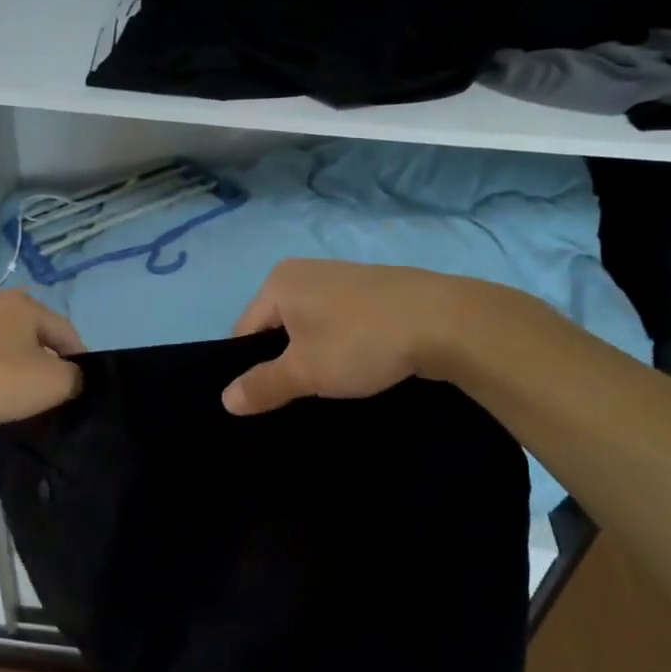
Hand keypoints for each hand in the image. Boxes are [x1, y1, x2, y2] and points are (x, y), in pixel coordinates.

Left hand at [0, 292, 85, 428]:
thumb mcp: (54, 382)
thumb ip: (75, 376)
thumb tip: (72, 376)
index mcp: (24, 304)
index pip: (64, 330)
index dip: (79, 358)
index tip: (81, 384)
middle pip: (32, 335)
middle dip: (45, 359)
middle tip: (51, 389)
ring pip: (3, 345)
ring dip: (15, 365)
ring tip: (18, 394)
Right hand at [221, 260, 487, 414]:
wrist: (445, 321)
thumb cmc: (361, 341)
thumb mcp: (305, 371)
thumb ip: (262, 385)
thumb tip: (225, 400)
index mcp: (279, 282)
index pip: (244, 332)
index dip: (250, 370)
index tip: (267, 400)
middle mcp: (306, 271)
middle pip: (276, 328)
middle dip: (283, 362)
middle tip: (298, 396)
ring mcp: (342, 278)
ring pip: (310, 327)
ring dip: (314, 356)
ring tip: (330, 385)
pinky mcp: (373, 290)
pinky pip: (340, 322)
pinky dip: (341, 345)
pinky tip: (358, 366)